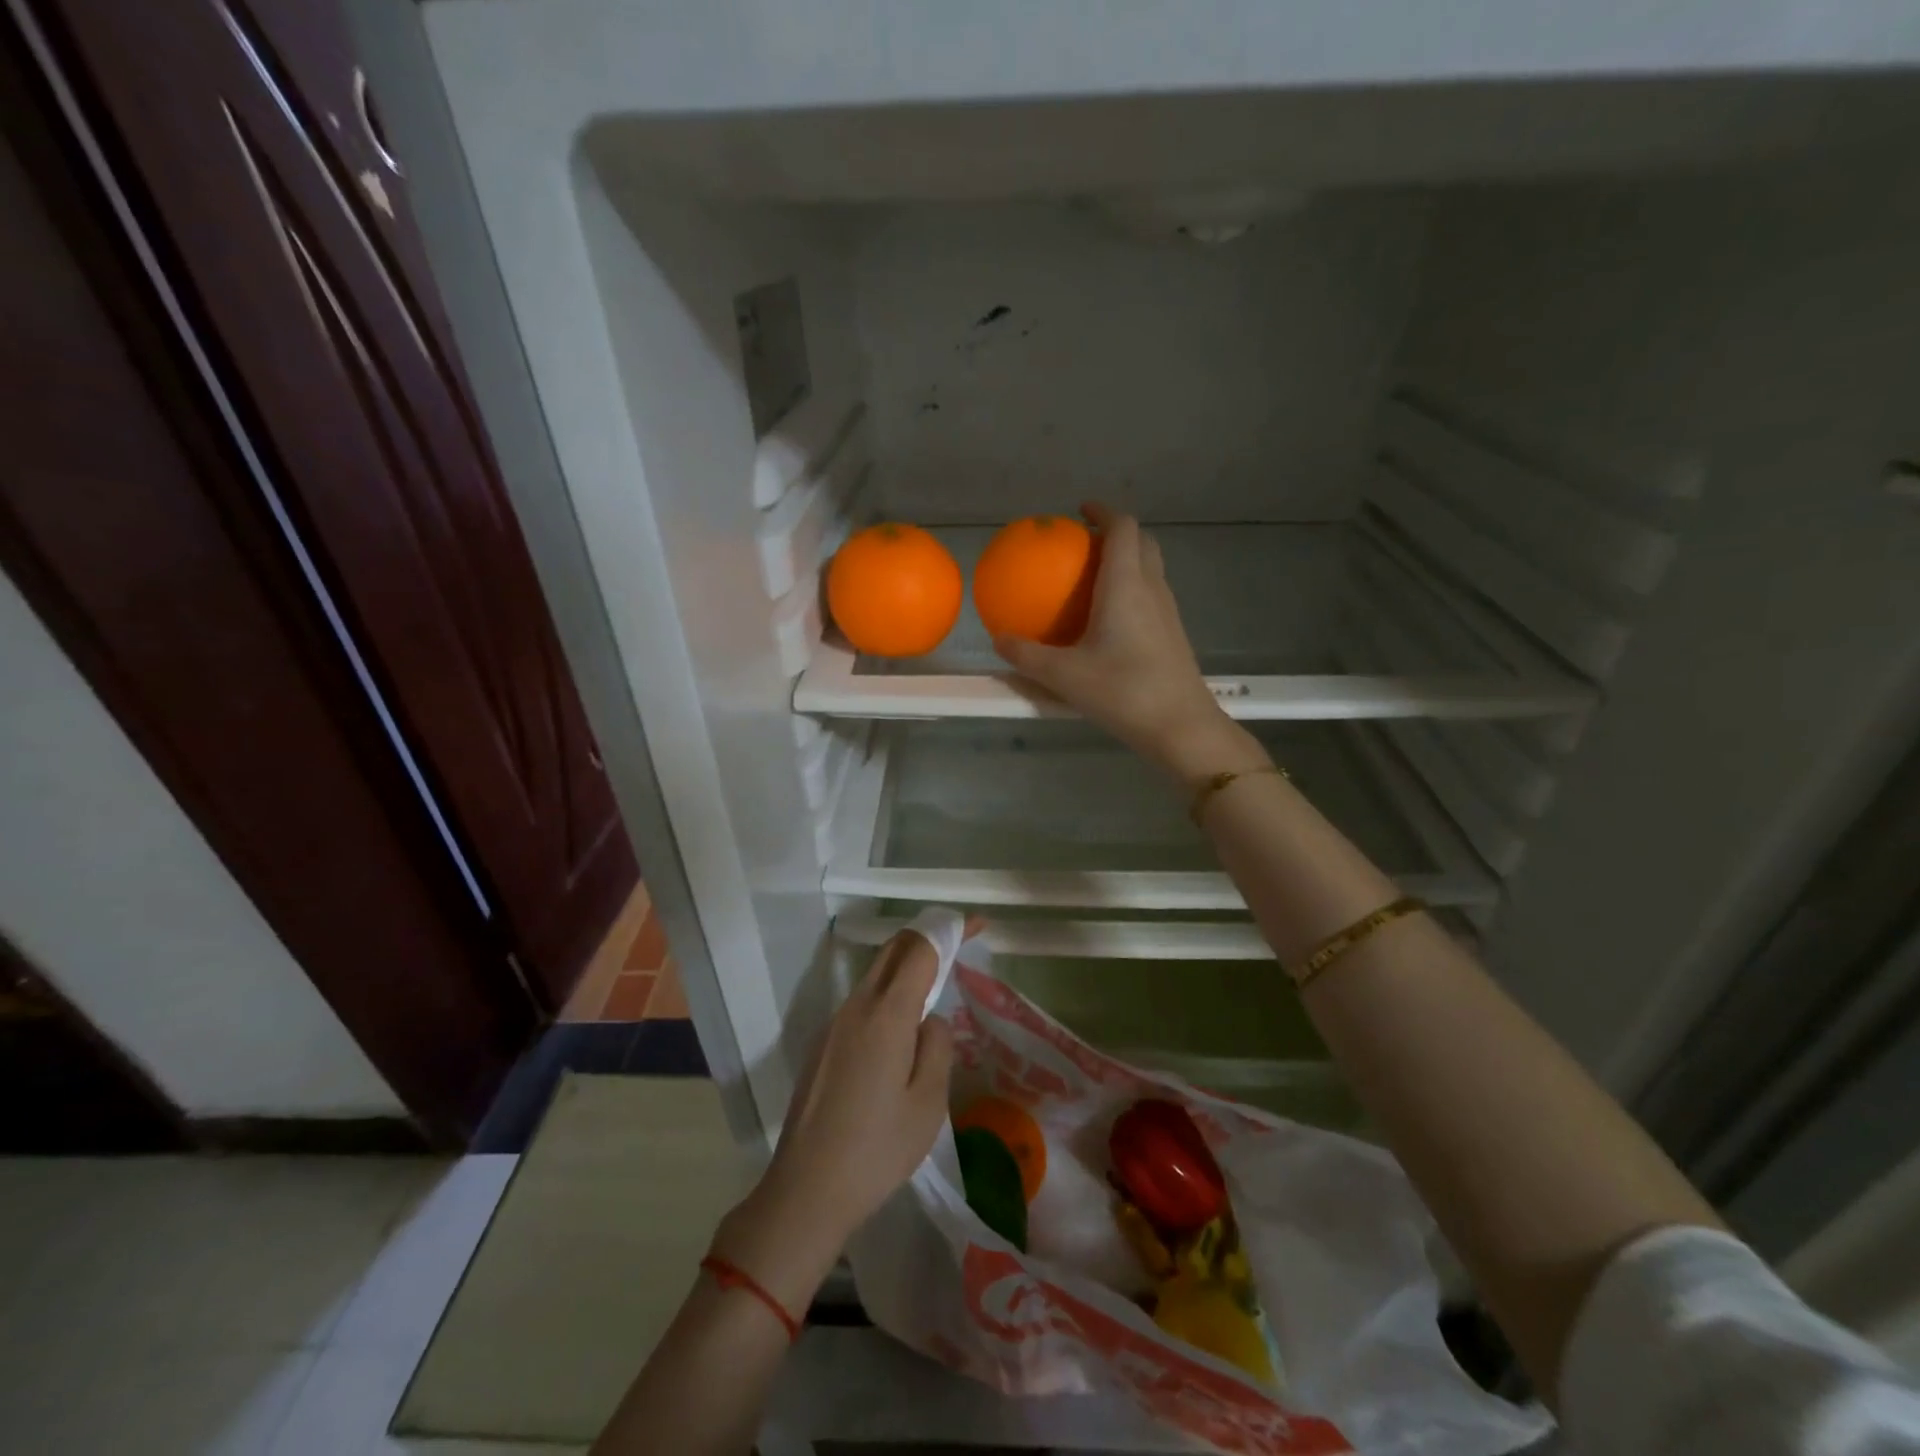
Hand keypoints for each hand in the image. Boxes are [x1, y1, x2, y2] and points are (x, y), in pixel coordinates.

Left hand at [712, 926, 958, 1312]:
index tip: (978, 925)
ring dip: (907, 966)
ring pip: (874, 975)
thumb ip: (937, 1046)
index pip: (920, 950)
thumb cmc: (876, 1149)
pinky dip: (889, 994)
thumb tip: (930, 1020)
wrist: (806, 1190)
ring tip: (937, 987)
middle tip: (960, 945)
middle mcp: (856, 1007)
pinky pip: (862, 1002)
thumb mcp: (928, 1102)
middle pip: (892, 951)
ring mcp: (834, 1024)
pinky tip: (902, 1029)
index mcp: (885, 1014)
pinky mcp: (823, 1044)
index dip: (950, 931)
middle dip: (927, 938)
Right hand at [994, 503, 1261, 781]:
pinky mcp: (1173, 635)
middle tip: (1086, 543)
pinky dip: (1133, 590)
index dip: (1104, 511)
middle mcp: (1152, 589)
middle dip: (1117, 533)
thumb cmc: (1122, 691)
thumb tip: (998, 640)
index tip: (1082, 510)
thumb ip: (1027, 656)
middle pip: (1143, 542)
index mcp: (1127, 584)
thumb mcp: (1064, 676)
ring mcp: (1168, 612)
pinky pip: (1152, 596)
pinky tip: (1109, 621)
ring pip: (1152, 569)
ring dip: (1128, 561)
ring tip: (1094, 578)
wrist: (1180, 726)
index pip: (1123, 528)